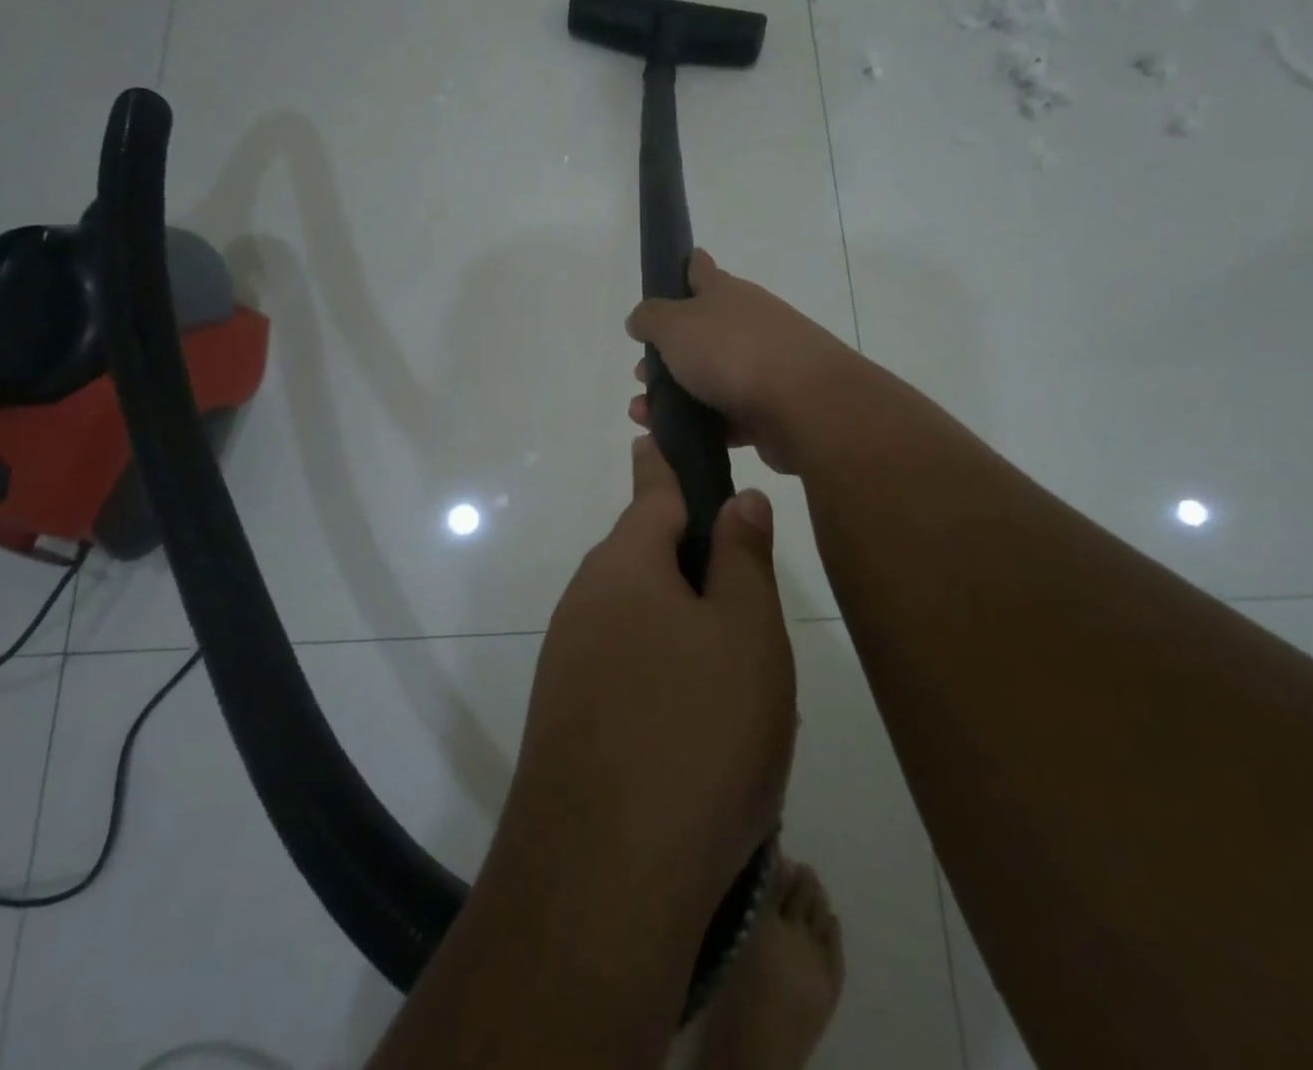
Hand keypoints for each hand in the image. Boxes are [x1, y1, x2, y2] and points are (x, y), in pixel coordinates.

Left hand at [507, 435, 795, 921]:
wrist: (600, 879)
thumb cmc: (695, 733)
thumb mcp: (746, 635)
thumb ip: (742, 558)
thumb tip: (736, 499)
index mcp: (626, 564)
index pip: (653, 490)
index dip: (668, 463)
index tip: (662, 434)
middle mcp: (586, 599)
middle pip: (644, 554)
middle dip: (689, 557)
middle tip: (747, 591)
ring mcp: (568, 659)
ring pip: (635, 615)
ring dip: (679, 623)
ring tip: (734, 670)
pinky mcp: (565, 715)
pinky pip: (622, 667)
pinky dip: (660, 672)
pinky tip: (694, 723)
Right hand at [625, 250, 860, 474]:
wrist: (805, 406)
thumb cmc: (733, 352)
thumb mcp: (676, 325)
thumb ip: (651, 318)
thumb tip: (640, 318)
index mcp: (726, 294)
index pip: (701, 270)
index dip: (685, 268)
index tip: (669, 276)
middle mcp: (747, 325)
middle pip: (701, 332)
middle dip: (667, 352)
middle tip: (641, 372)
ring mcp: (763, 368)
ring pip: (709, 378)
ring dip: (674, 395)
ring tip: (643, 414)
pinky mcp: (770, 410)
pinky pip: (725, 416)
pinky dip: (699, 425)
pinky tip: (673, 438)